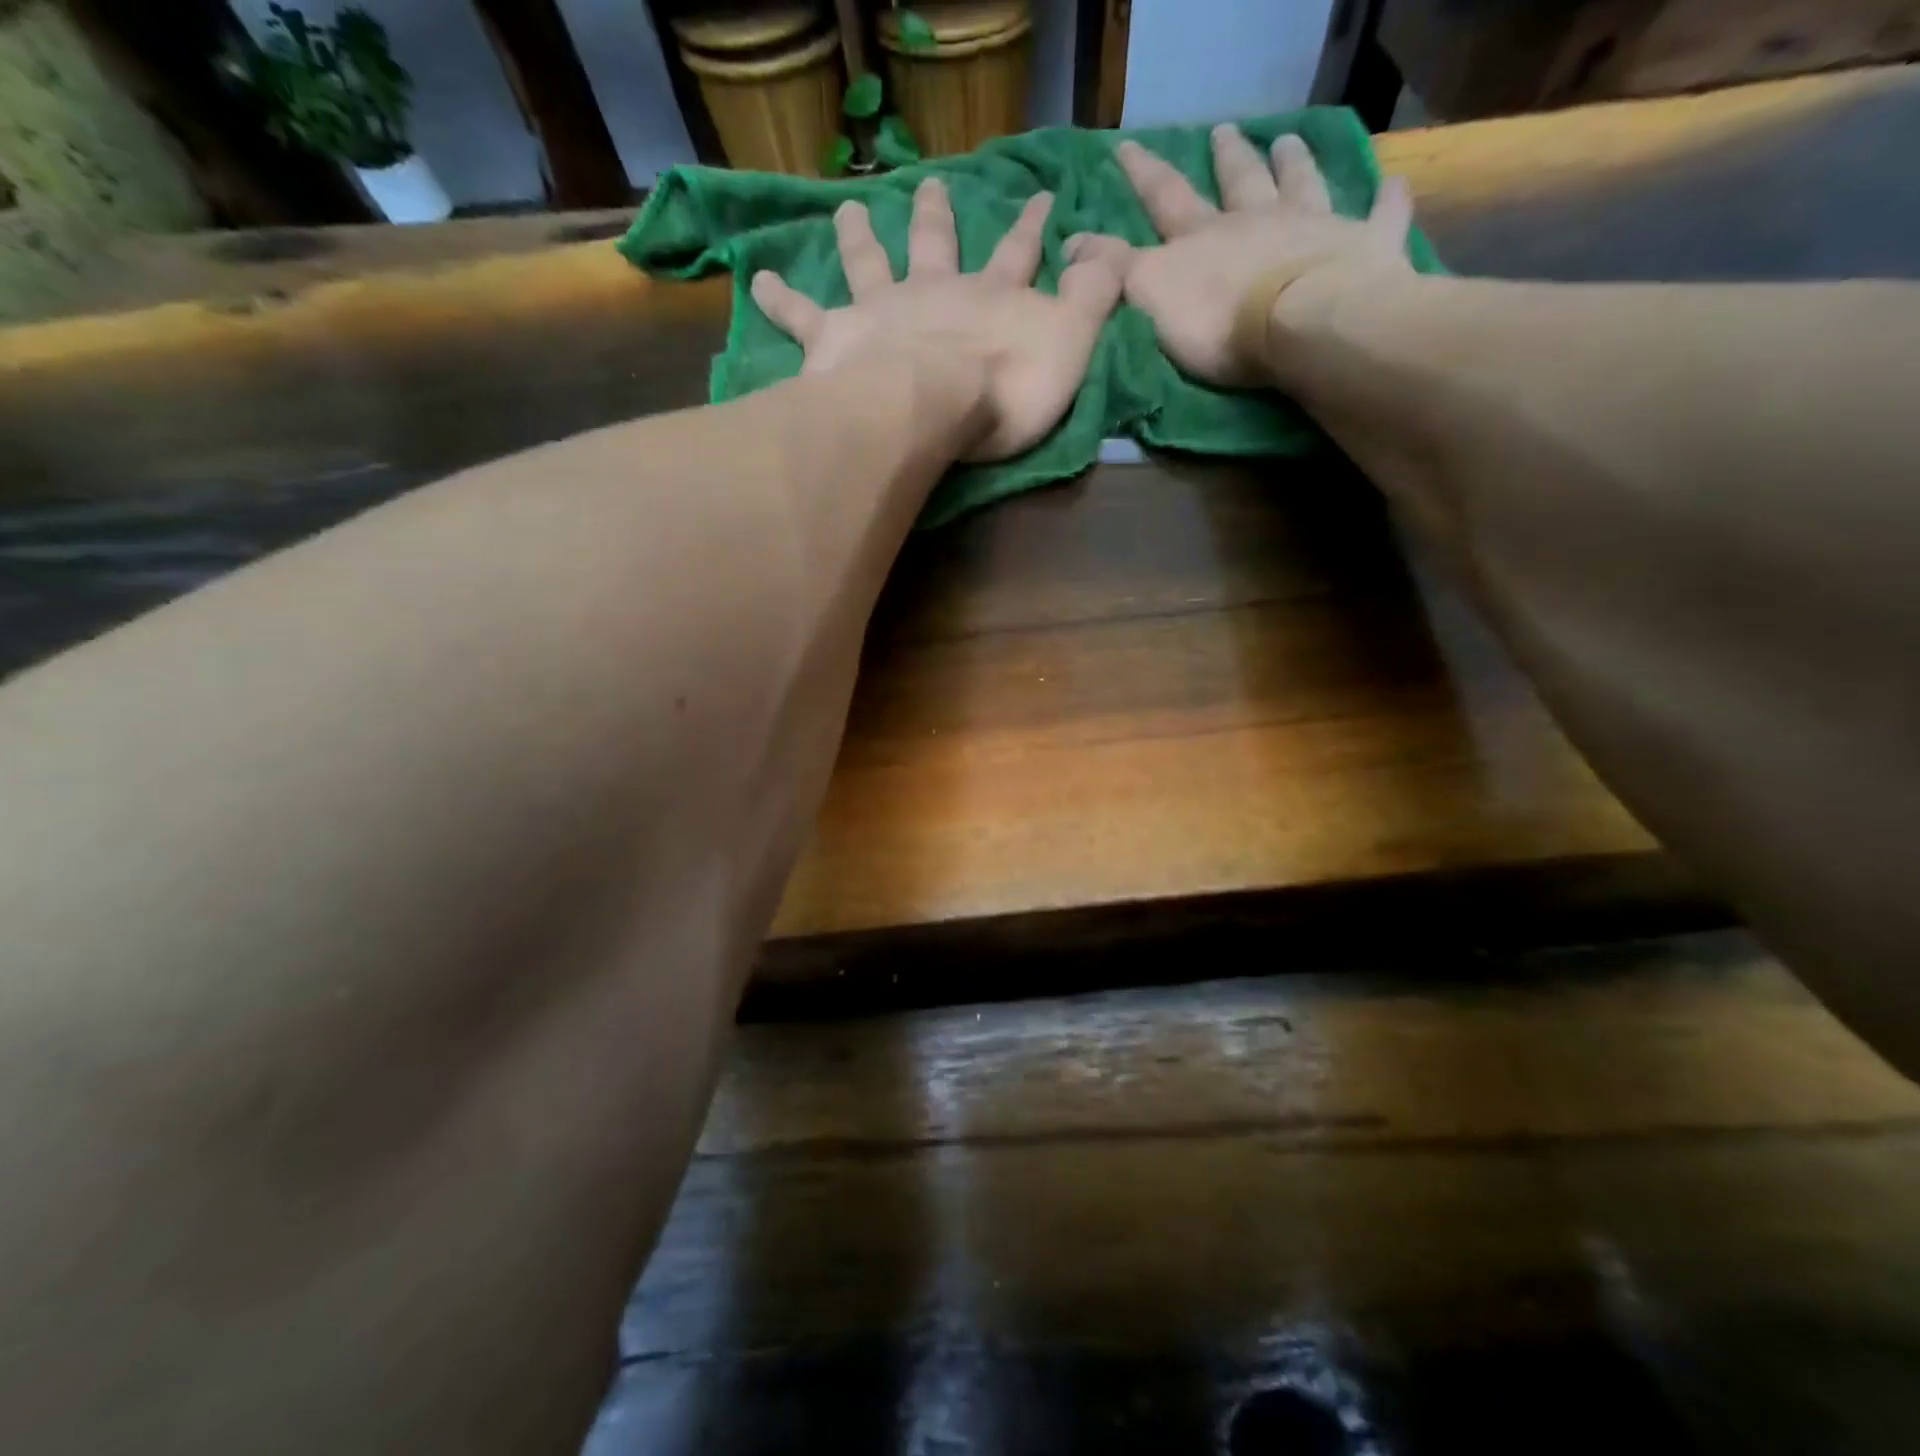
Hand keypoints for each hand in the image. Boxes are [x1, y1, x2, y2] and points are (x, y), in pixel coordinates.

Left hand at [750, 178, 1123, 460]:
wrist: (932, 406)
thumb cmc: (1006, 388)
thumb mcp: (1072, 344)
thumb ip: (1095, 297)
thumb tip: (1115, 252)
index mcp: (991, 298)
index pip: (1020, 253)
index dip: (1034, 225)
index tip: (1043, 194)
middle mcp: (935, 292)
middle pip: (936, 244)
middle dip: (937, 215)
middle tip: (929, 185)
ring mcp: (883, 310)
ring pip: (869, 262)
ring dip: (859, 236)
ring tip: (848, 210)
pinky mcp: (838, 338)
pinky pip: (801, 315)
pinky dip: (778, 297)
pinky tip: (755, 280)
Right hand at [1068, 125, 1413, 386]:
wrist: (1302, 325)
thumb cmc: (1220, 319)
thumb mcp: (1149, 295)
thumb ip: (1112, 270)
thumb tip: (1066, 241)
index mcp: (1205, 236)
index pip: (1165, 198)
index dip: (1143, 173)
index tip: (1126, 146)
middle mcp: (1259, 220)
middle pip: (1239, 181)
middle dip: (1227, 157)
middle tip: (1224, 130)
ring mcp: (1315, 227)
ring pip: (1303, 184)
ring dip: (1295, 163)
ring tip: (1290, 140)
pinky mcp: (1365, 249)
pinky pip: (1381, 217)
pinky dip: (1387, 201)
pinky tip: (1395, 184)